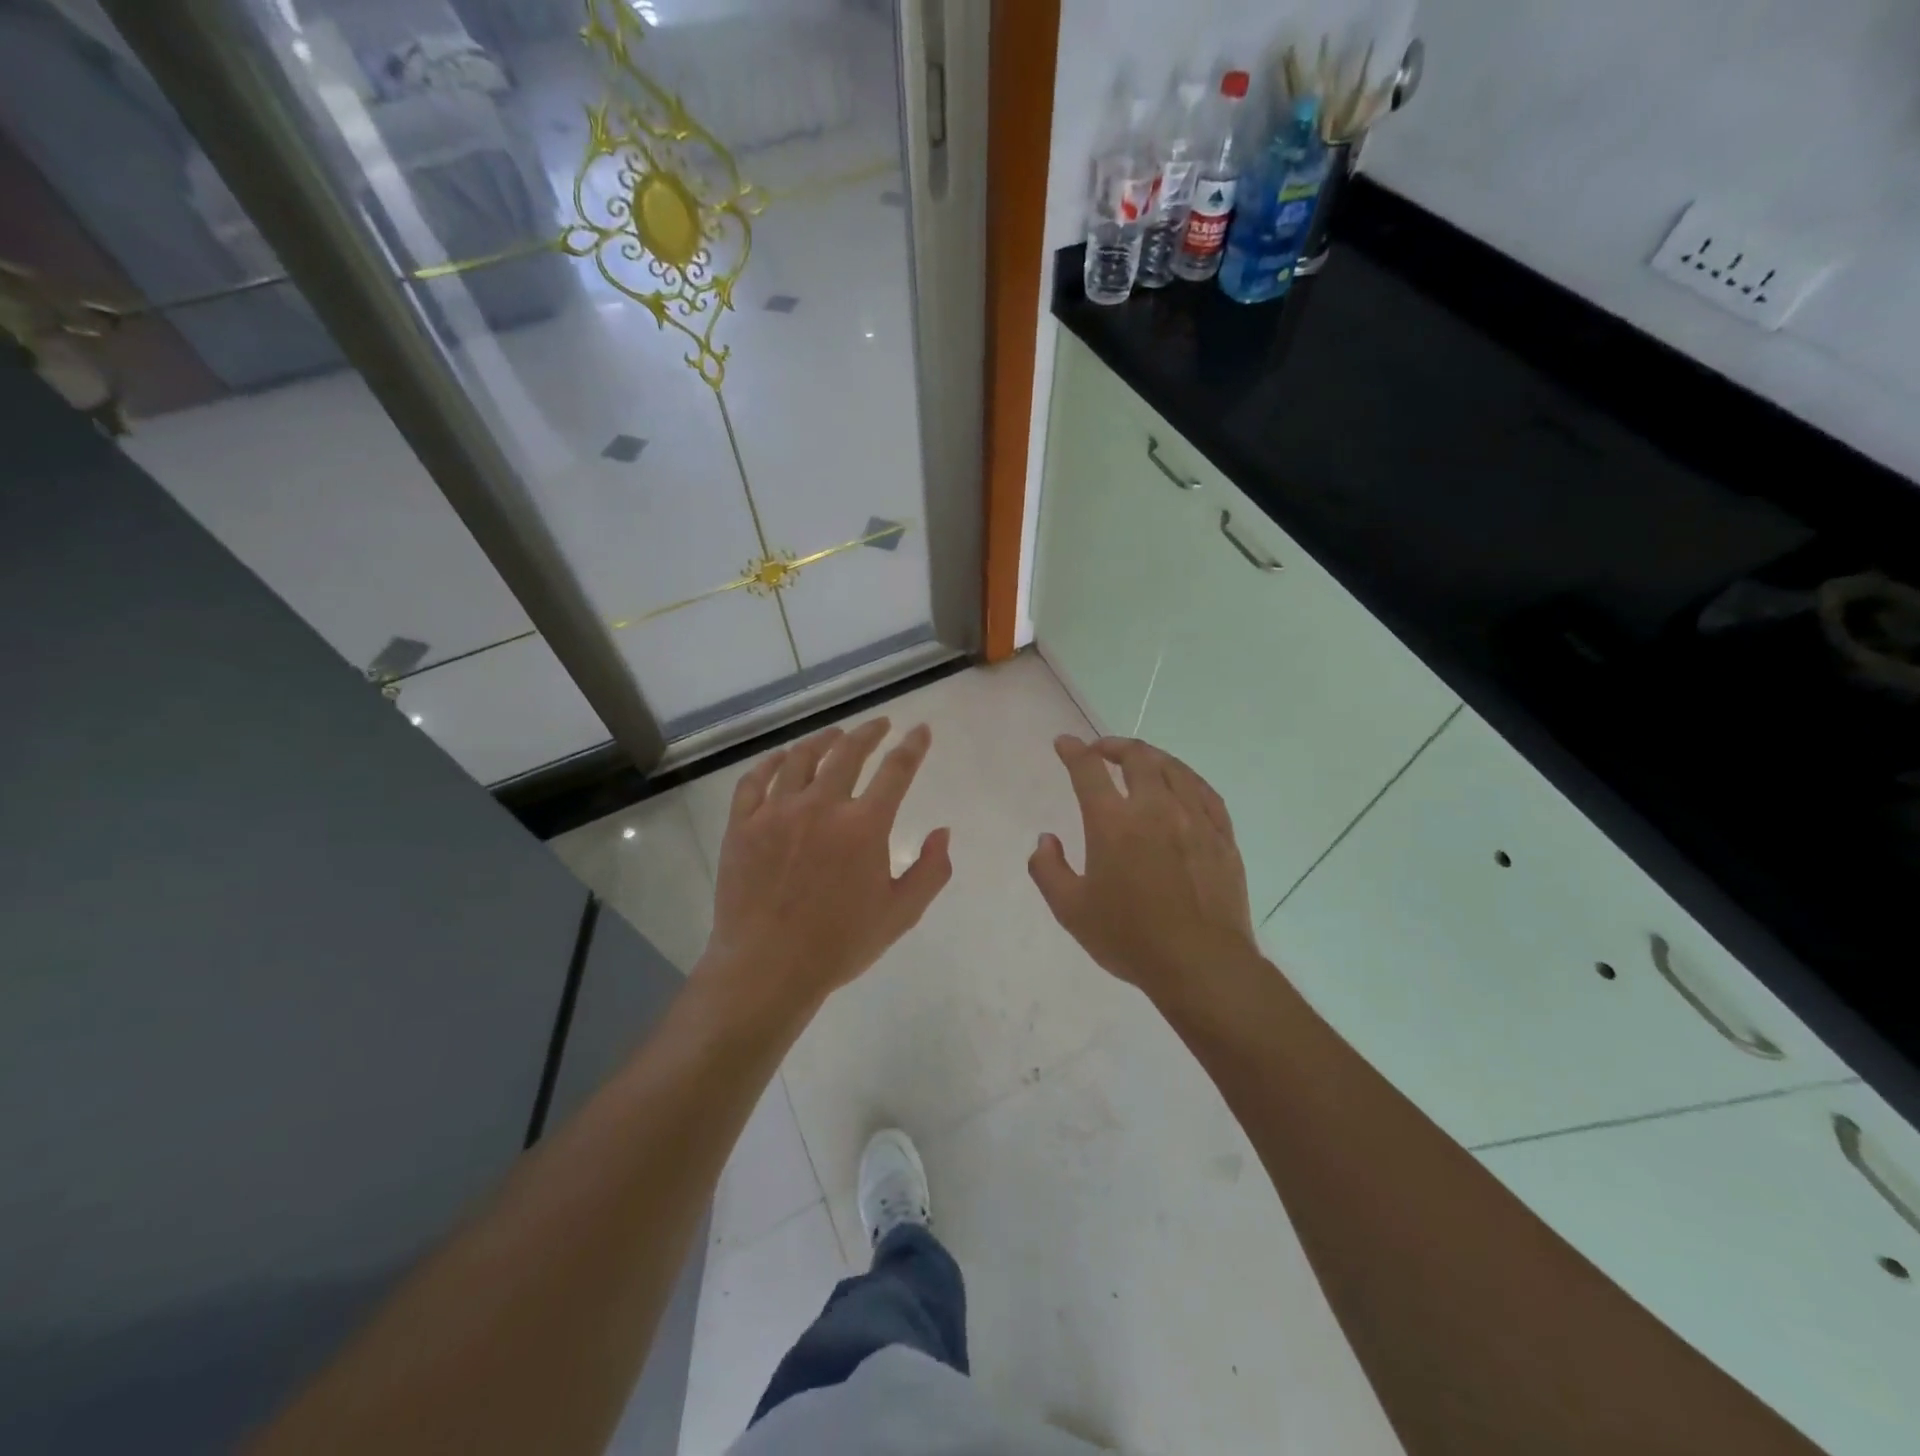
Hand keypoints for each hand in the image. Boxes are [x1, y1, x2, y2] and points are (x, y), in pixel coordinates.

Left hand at [700, 719, 951, 1015]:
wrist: (767, 967)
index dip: (912, 746)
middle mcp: (821, 806)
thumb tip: (943, 832)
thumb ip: (930, 870)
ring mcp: (776, 812)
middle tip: (879, 724)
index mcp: (864, 825)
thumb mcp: (901, 913)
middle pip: (848, 753)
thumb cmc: (839, 944)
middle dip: (868, 733)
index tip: (920, 730)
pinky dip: (770, 763)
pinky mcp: (742, 825)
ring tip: (834, 735)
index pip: (896, 770)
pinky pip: (754, 781)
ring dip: (822, 740)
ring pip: (800, 758)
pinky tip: (780, 759)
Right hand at [1029, 735, 1259, 1006]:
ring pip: (1174, 769)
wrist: (1200, 964)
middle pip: (1137, 758)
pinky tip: (1182, 784)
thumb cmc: (1129, 938)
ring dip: (1151, 757)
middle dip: (1114, 746)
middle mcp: (1154, 809)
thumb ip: (1048, 869)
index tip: (1065, 743)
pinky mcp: (1222, 836)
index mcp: (1113, 823)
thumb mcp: (1070, 910)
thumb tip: (1045, 840)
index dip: (1074, 751)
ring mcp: (1194, 819)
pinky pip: (1205, 792)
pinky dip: (1187, 779)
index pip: (1088, 771)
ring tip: (1140, 760)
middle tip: (1102, 750)